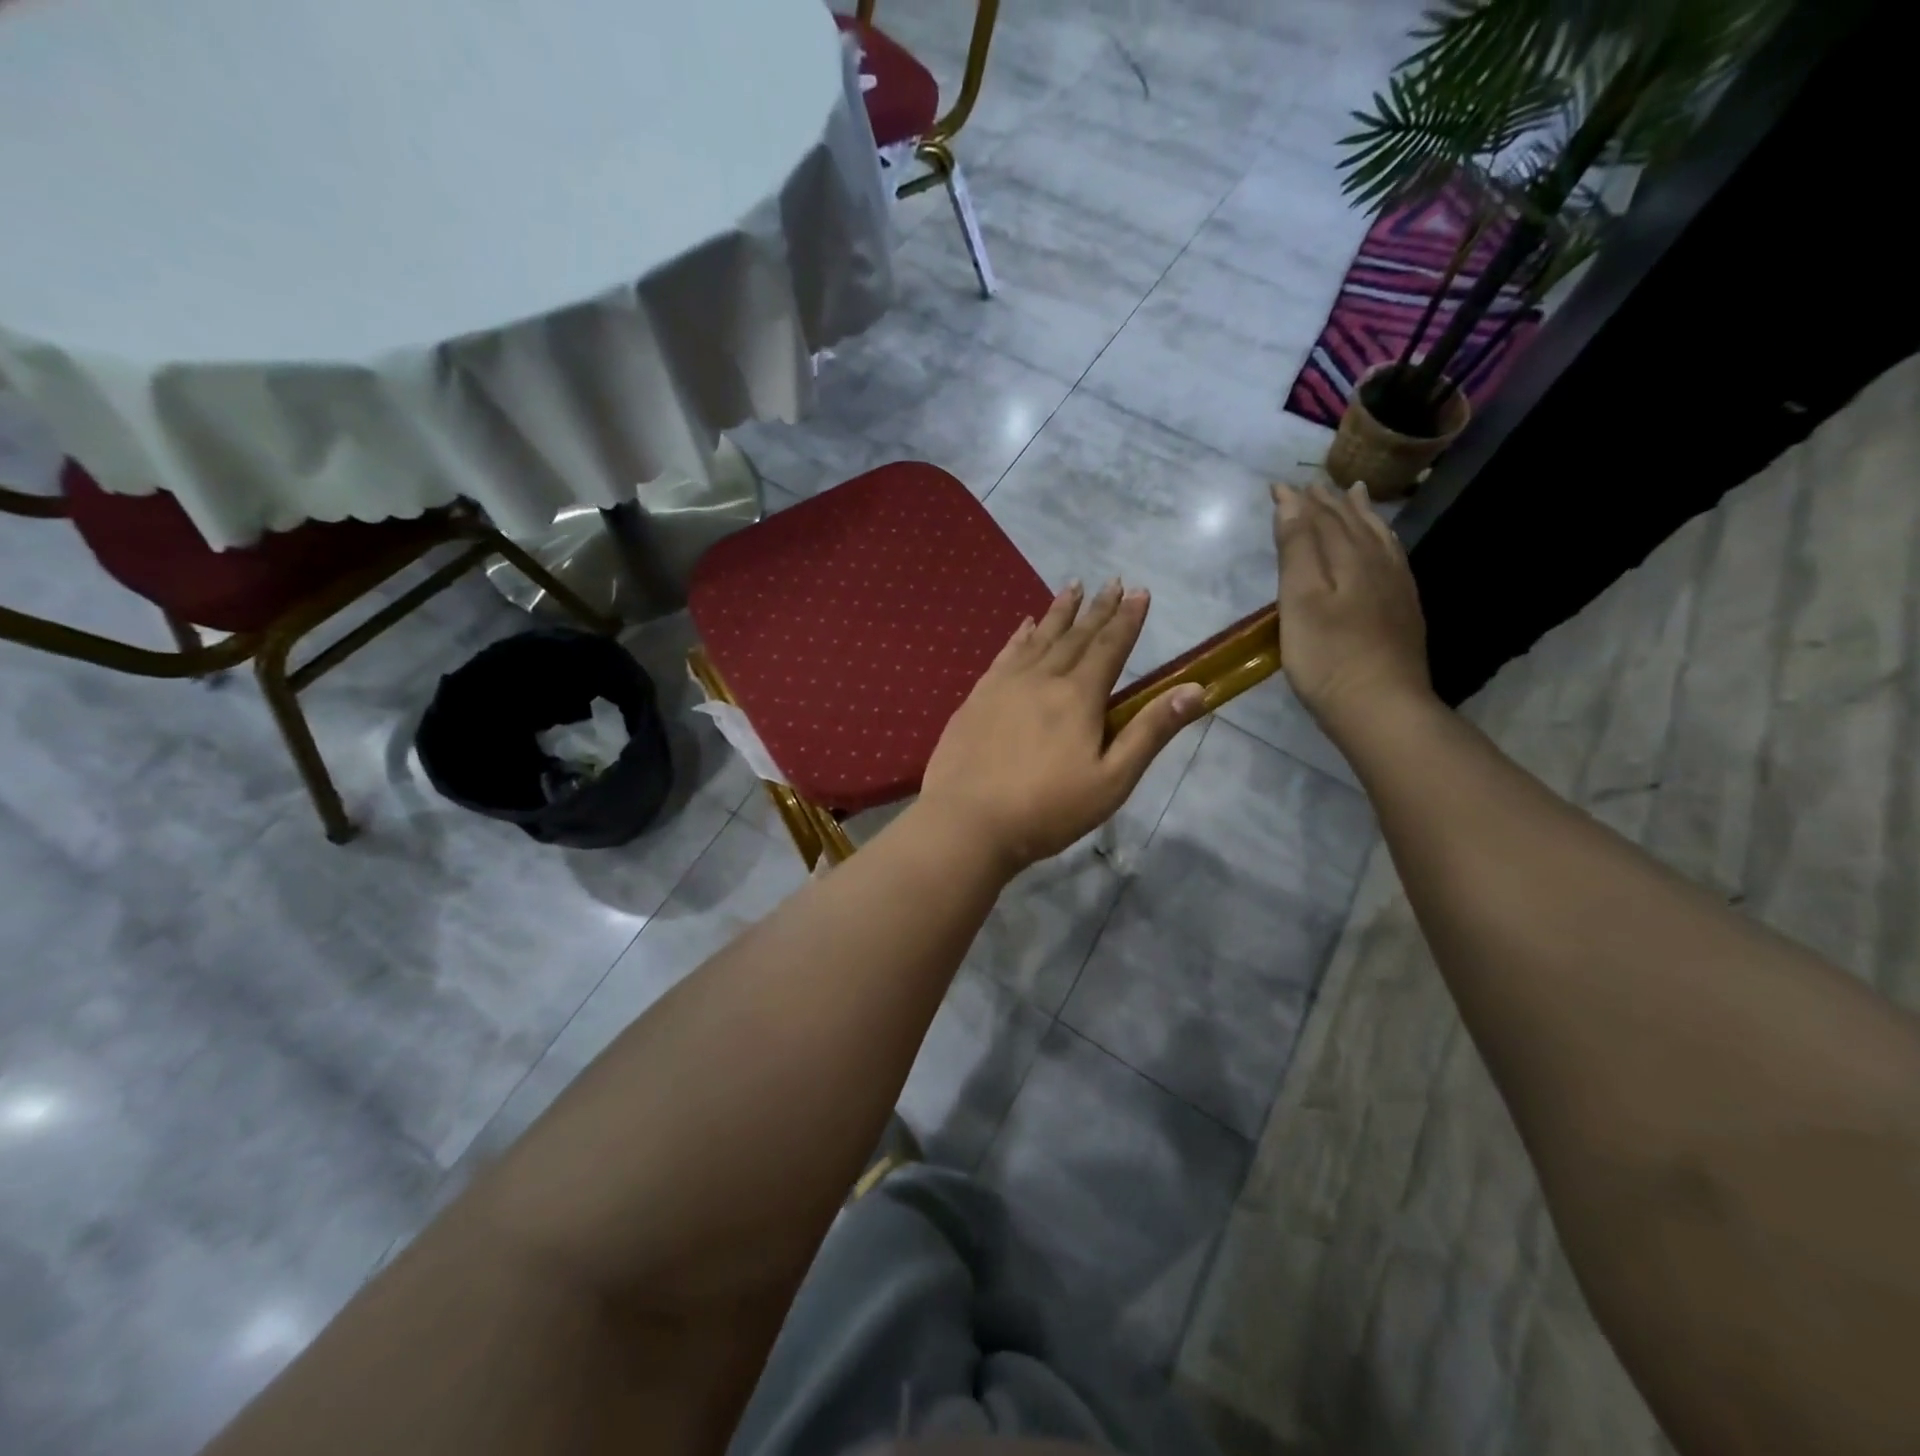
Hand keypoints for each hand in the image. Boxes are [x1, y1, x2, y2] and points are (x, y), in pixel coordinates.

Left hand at [919, 579, 1205, 873]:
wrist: (967, 822)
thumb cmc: (1047, 809)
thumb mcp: (1112, 780)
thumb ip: (1150, 732)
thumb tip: (1194, 689)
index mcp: (1078, 696)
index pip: (1110, 647)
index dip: (1128, 619)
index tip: (1140, 592)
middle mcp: (1042, 678)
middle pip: (1076, 636)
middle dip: (1098, 608)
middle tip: (1112, 581)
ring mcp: (1004, 684)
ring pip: (1039, 637)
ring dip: (1059, 612)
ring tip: (1073, 586)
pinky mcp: (977, 697)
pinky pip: (1005, 653)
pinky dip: (1020, 635)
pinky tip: (1025, 625)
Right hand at [1273, 481, 1433, 736]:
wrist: (1380, 706)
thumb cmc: (1327, 656)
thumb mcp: (1300, 599)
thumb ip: (1297, 548)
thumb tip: (1292, 502)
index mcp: (1348, 558)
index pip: (1320, 518)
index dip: (1298, 501)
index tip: (1278, 485)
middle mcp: (1377, 564)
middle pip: (1351, 523)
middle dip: (1329, 502)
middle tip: (1314, 485)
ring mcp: (1395, 588)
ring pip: (1378, 538)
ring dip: (1361, 515)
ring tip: (1355, 495)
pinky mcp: (1403, 612)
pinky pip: (1393, 559)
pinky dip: (1382, 541)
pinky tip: (1382, 546)